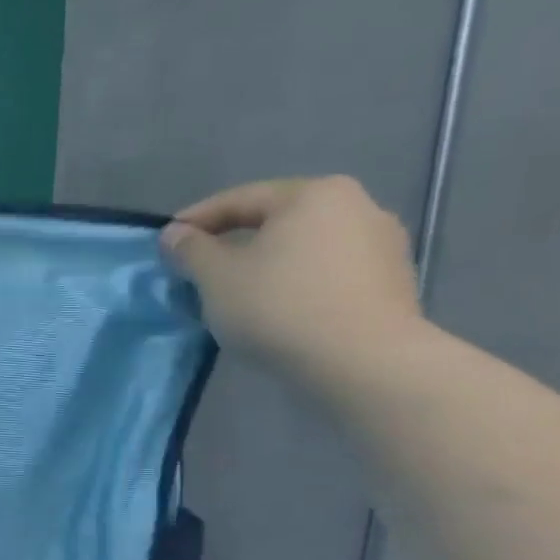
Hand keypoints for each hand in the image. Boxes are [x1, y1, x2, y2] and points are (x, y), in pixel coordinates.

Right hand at [159, 176, 421, 384]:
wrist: (365, 364)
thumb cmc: (280, 307)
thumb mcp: (216, 277)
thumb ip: (190, 250)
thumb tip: (174, 234)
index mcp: (314, 194)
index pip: (240, 199)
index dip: (196, 220)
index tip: (166, 243)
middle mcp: (358, 207)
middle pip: (276, 222)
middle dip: (234, 243)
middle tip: (199, 269)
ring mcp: (383, 246)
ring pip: (303, 249)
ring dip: (266, 265)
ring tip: (236, 294)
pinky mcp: (393, 284)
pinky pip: (328, 275)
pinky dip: (296, 285)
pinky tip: (276, 311)